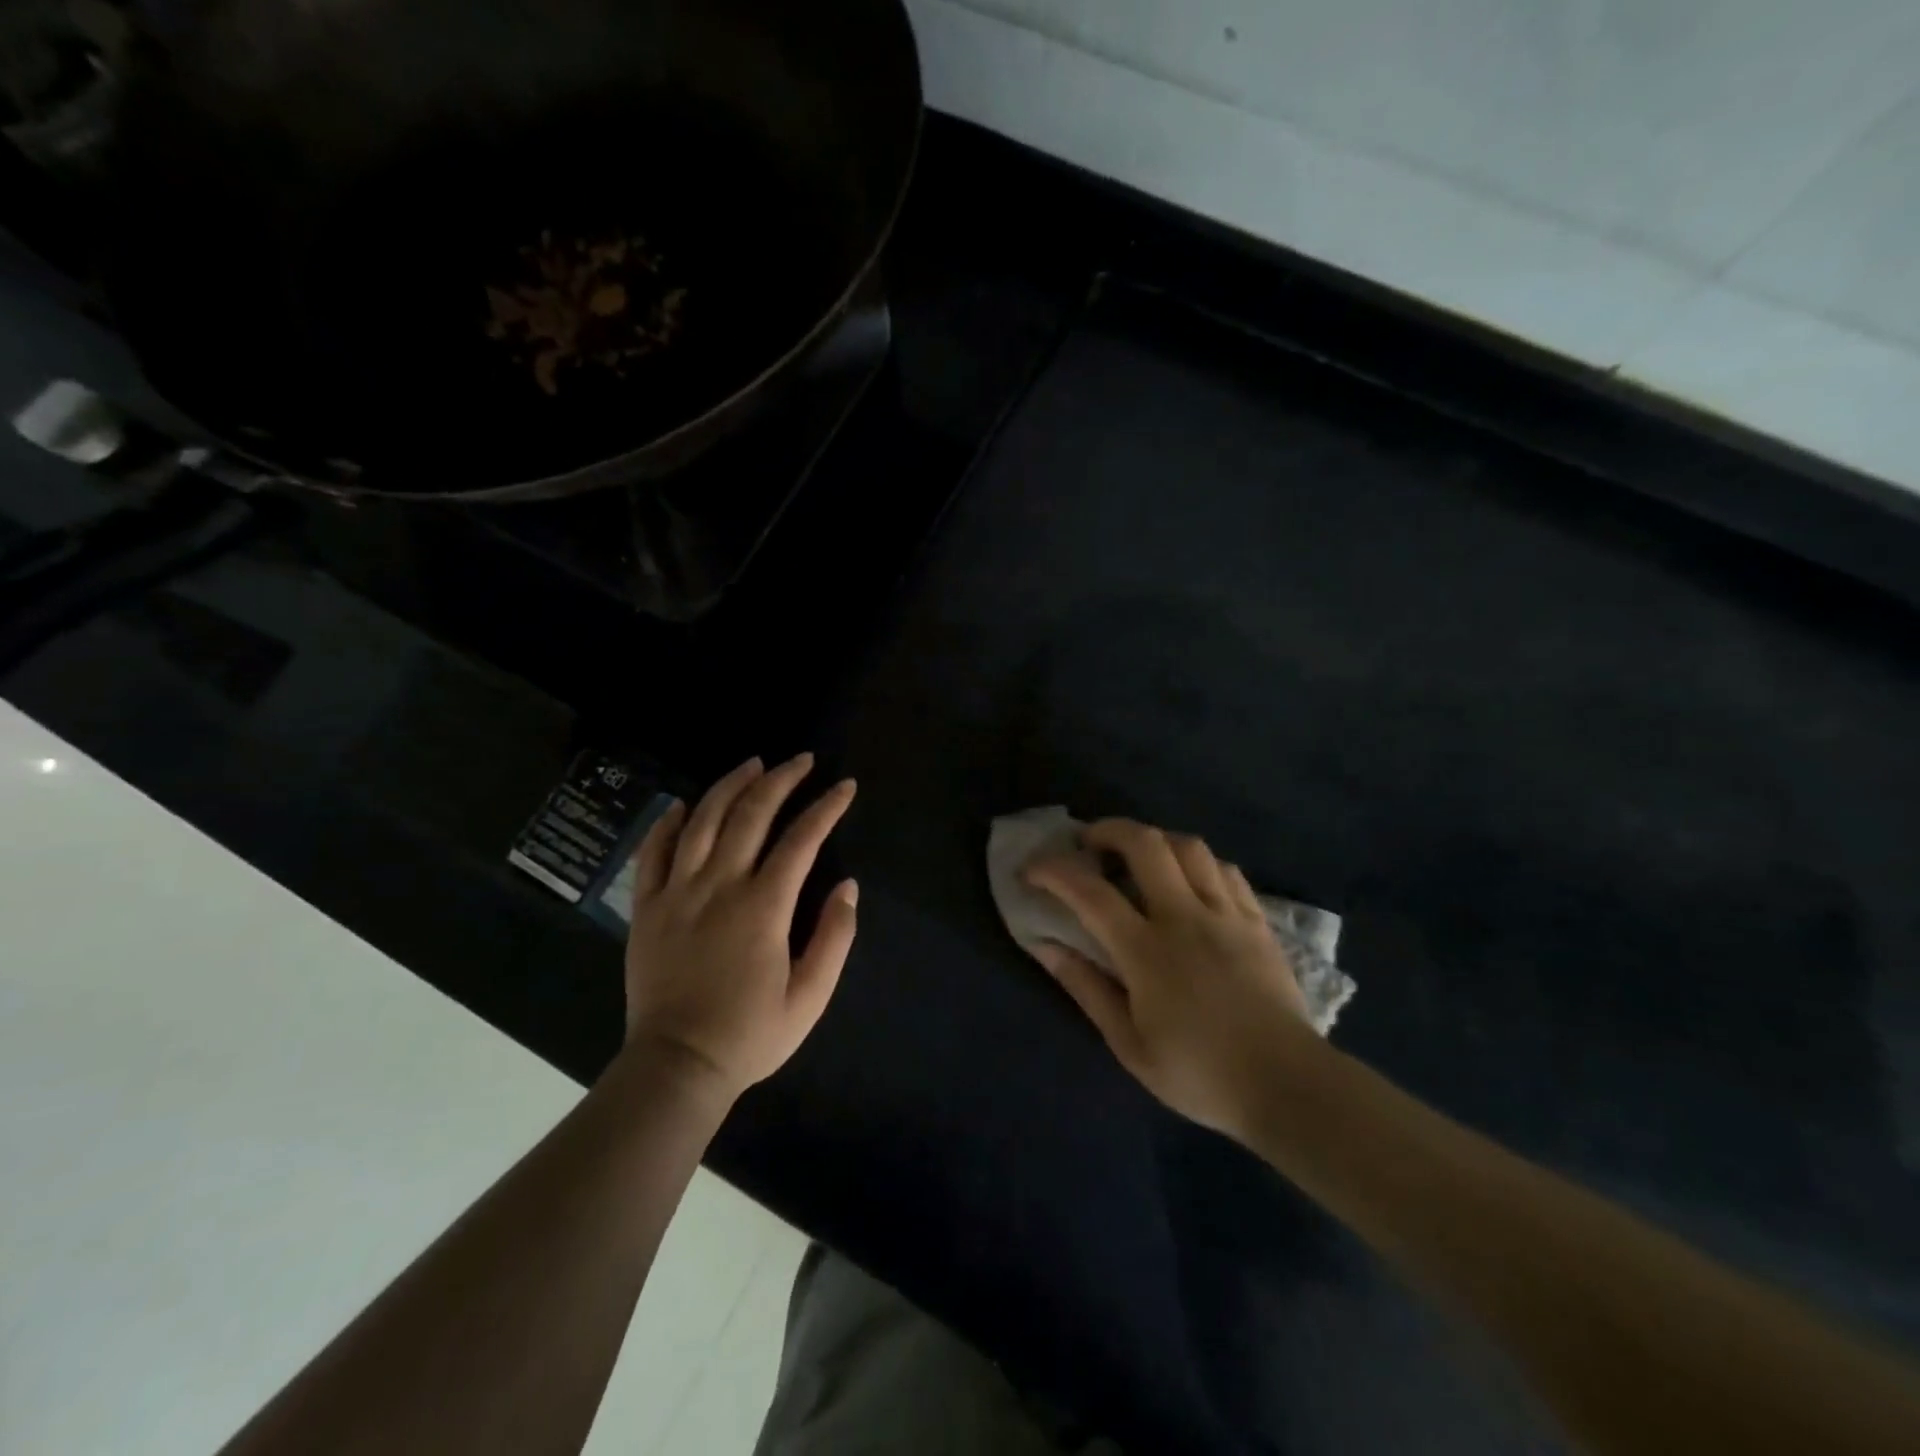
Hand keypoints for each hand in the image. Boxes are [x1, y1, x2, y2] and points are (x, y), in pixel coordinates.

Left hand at [623, 754, 857, 1101]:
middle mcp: (719, 886)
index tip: (844, 787)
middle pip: (751, 814)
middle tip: (802, 761)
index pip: (802, 839)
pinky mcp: (646, 907)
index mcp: (763, 907)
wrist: (676, 1067)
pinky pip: (653, 852)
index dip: (827, 807)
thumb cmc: (750, 1034)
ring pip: (703, 820)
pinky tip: (684, 804)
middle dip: (781, 780)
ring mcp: (677, 893)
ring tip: (753, 765)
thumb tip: (849, 886)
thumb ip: (835, 937)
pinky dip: (669, 822)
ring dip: (730, 785)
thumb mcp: (810, 996)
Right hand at [1024, 819, 1319, 1138]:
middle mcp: (1185, 918)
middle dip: (1107, 830)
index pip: (1089, 892)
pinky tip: (1188, 881)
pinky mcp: (1257, 920)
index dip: (1053, 871)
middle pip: (1145, 843)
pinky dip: (1196, 862)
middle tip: (1089, 845)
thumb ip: (1086, 988)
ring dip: (1154, 841)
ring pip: (1188, 846)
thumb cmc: (1200, 1074)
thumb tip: (1045, 946)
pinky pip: (1224, 869)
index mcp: (1147, 951)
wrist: (1288, 1086)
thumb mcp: (1129, 1045)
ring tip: (1138, 859)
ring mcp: (1226, 914)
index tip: (1031, 869)